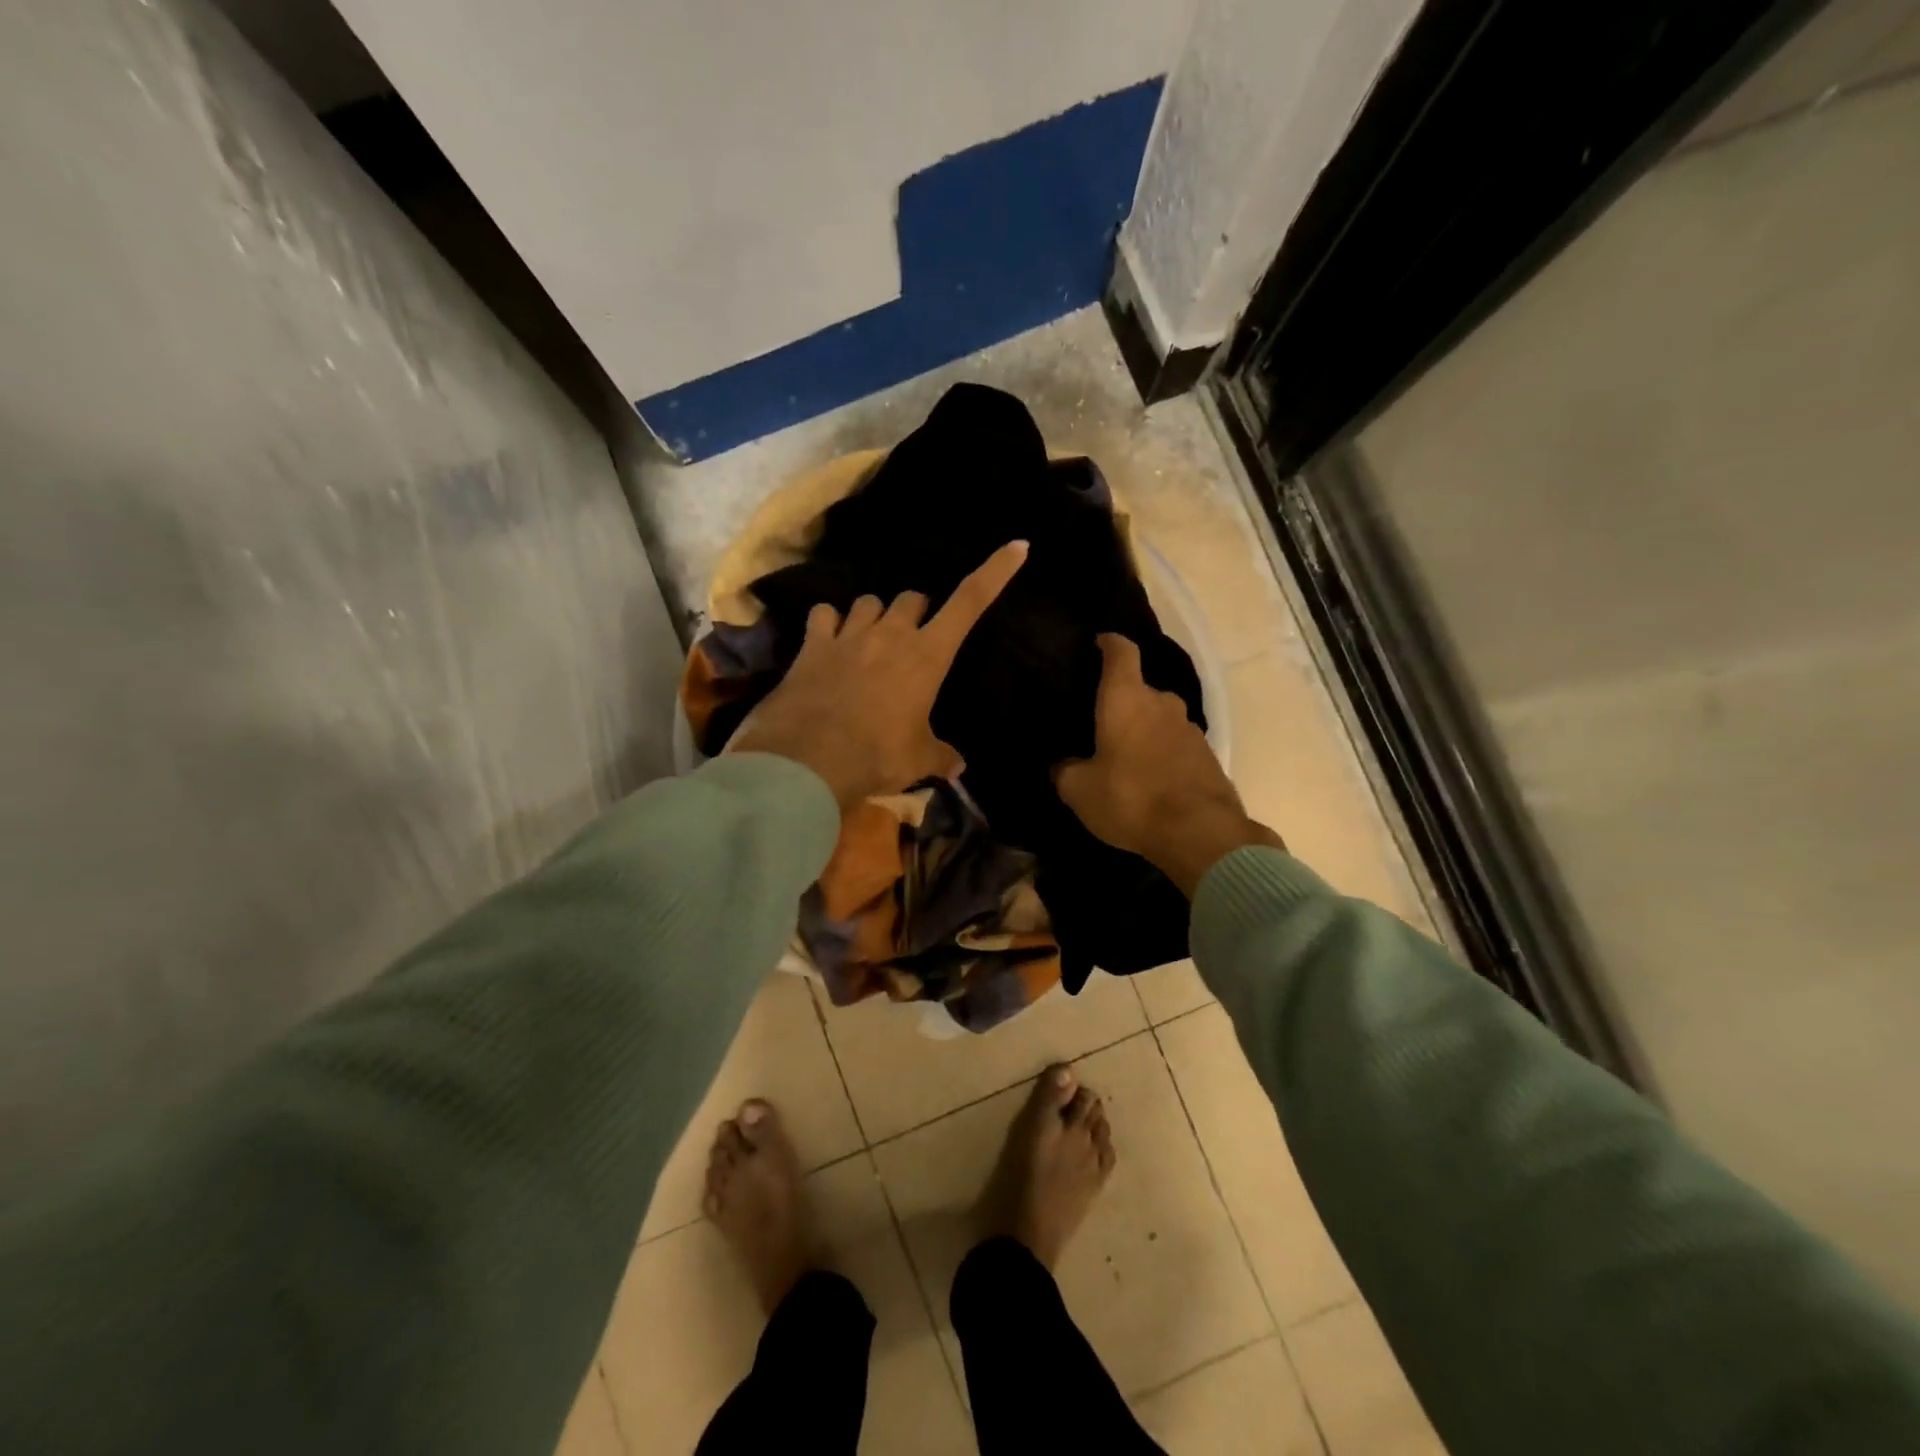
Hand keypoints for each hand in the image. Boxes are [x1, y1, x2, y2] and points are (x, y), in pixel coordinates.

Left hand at [728, 541, 1028, 811]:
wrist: (810, 761)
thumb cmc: (877, 756)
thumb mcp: (918, 760)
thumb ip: (940, 756)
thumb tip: (957, 766)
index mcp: (928, 656)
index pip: (970, 602)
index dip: (995, 572)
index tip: (1017, 547)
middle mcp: (892, 634)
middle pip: (912, 598)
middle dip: (916, 612)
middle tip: (913, 639)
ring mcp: (850, 635)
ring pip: (869, 601)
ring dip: (875, 615)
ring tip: (869, 638)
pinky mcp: (813, 644)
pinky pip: (824, 614)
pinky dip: (829, 622)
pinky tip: (827, 637)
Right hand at [1054, 634, 1282, 896]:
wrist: (1200, 833)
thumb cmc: (1130, 799)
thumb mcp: (1079, 790)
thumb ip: (1065, 771)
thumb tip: (1061, 765)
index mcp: (1126, 699)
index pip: (1121, 652)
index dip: (1109, 643)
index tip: (1099, 642)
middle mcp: (1162, 704)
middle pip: (1141, 690)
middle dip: (1123, 702)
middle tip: (1102, 723)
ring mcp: (1190, 728)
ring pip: (1160, 719)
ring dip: (1145, 731)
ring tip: (1127, 756)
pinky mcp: (1208, 755)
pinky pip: (1177, 745)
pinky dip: (1163, 754)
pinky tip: (1152, 779)